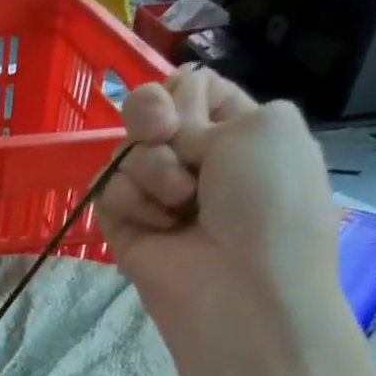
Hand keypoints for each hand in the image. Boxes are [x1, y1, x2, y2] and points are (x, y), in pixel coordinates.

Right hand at [97, 67, 343, 351]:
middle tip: (166, 138)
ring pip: (126, 151)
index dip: (183, 91)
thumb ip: (205, 106)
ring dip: (152, 170)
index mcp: (239, 131)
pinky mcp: (124, 227)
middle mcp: (195, 160)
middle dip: (154, 119)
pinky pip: (106, 189)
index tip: (187, 111)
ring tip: (179, 207)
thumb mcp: (267, 124)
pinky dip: (130, 201)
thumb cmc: (269, 204)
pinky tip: (157, 227)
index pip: (191, 88)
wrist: (241, 288)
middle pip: (149, 111)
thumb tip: (162, 137)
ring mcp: (157, 195)